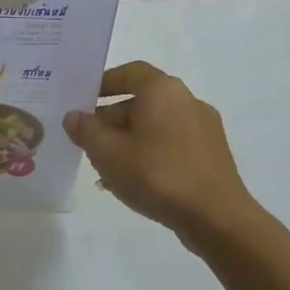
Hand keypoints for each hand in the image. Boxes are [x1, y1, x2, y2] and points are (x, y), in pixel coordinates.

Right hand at [63, 61, 264, 249]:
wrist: (216, 217)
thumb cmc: (157, 174)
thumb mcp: (107, 152)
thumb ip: (86, 130)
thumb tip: (74, 116)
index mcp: (163, 91)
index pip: (130, 72)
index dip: (104, 82)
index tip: (82, 99)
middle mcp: (187, 101)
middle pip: (141, 101)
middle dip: (110, 119)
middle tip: (86, 140)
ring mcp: (204, 129)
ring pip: (154, 126)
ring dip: (127, 140)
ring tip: (104, 166)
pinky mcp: (211, 155)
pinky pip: (171, 144)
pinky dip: (148, 153)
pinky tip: (131, 180)